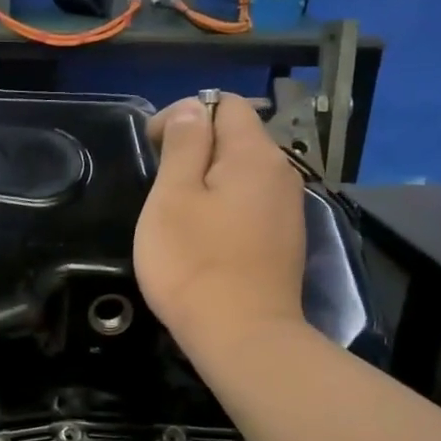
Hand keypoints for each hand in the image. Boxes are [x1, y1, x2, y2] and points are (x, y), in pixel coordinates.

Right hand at [134, 94, 307, 351]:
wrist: (241, 336)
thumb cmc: (194, 262)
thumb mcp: (173, 197)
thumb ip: (183, 145)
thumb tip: (191, 109)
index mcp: (255, 154)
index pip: (224, 104)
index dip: (183, 115)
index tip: (153, 149)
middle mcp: (281, 173)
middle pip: (236, 136)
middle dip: (194, 149)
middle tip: (159, 186)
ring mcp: (287, 209)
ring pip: (241, 173)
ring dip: (207, 180)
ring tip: (176, 213)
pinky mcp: (283, 240)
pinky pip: (249, 203)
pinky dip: (223, 206)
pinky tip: (203, 237)